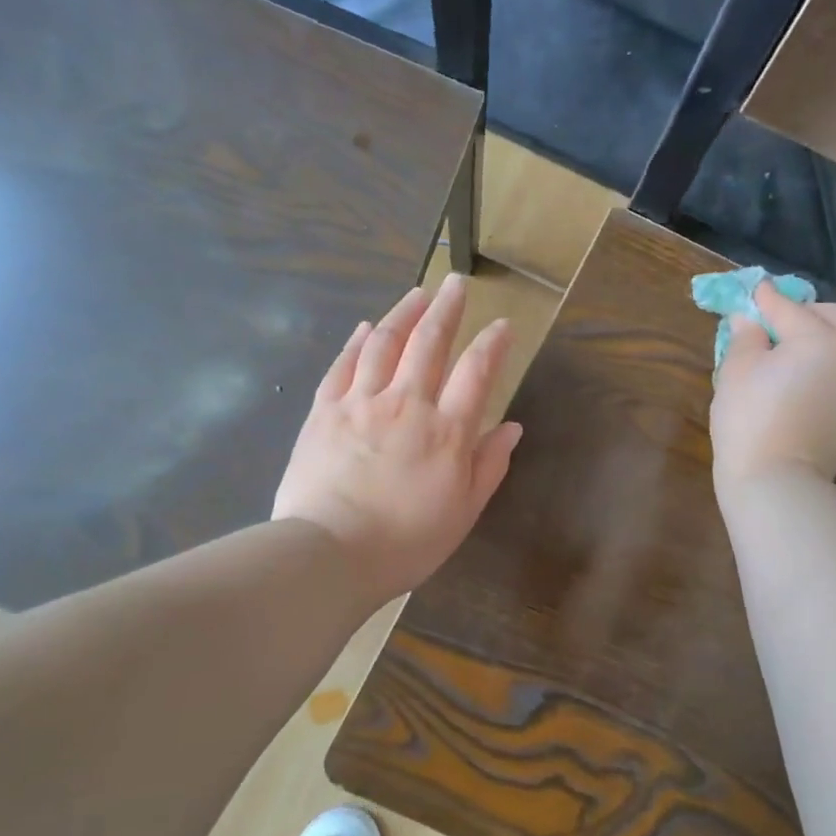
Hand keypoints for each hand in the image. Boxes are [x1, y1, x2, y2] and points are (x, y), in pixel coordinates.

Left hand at [273, 273, 522, 602]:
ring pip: (384, 342)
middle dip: (446, 309)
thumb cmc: (406, 542)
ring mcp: (361, 402)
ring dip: (403, 313)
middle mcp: (406, 403)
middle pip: (429, 342)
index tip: (502, 324)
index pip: (476, 372)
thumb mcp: (463, 512)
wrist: (330, 553)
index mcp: (447, 430)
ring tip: (417, 293)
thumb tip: (511, 427)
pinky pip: (342, 365)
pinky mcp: (324, 411)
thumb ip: (488, 465)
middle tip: (456, 283)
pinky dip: (356, 342)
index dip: (492, 343)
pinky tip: (364, 327)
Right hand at [710, 282, 835, 491]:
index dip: (766, 298)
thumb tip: (749, 319)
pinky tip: (801, 376)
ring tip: (789, 351)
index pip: (789, 308)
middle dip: (808, 312)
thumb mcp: (735, 371)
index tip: (754, 290)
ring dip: (823, 337)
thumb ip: (745, 336)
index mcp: (820, 339)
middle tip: (775, 323)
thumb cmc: (749, 421)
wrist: (776, 482)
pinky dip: (828, 363)